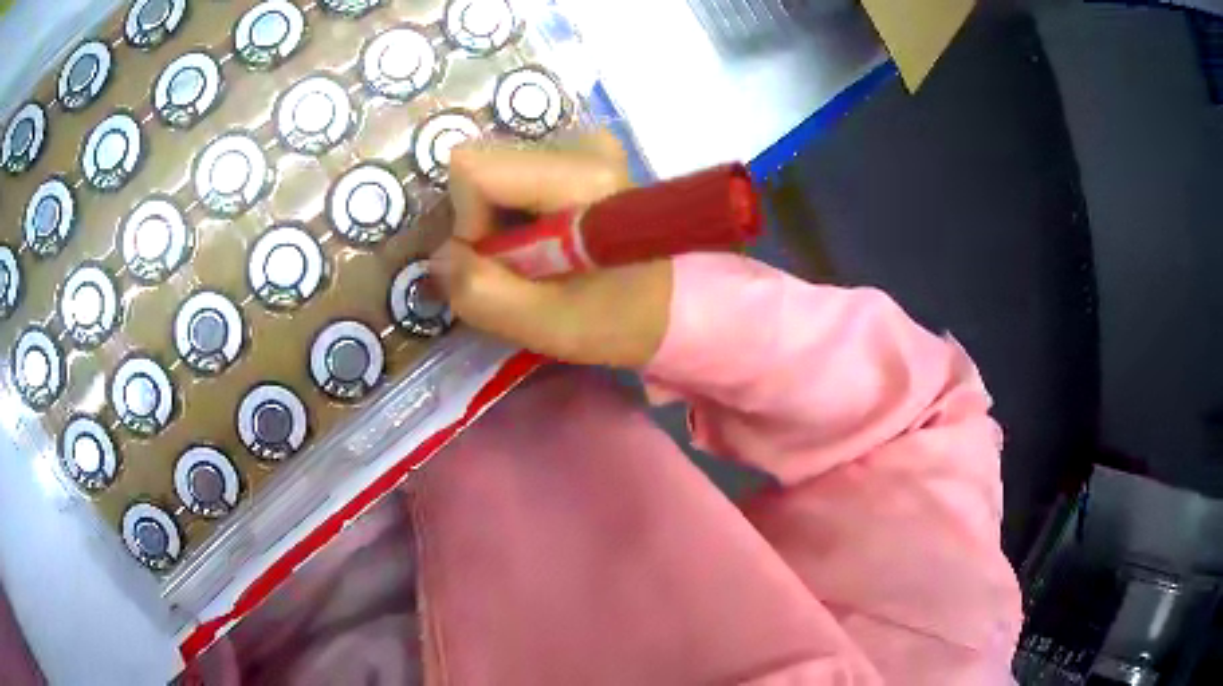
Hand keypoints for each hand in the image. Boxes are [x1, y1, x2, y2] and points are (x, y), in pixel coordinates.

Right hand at [429, 131, 671, 367]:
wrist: (671, 305)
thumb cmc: (618, 319)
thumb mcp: (547, 326)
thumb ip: (481, 293)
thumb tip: (438, 257)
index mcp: (583, 177)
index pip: (474, 170)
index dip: (468, 225)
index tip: (499, 264)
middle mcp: (583, 143)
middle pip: (480, 166)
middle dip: (481, 224)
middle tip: (520, 266)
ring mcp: (582, 143)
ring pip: (490, 171)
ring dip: (495, 223)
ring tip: (536, 257)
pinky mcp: (579, 153)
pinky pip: (510, 175)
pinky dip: (510, 214)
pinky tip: (542, 240)